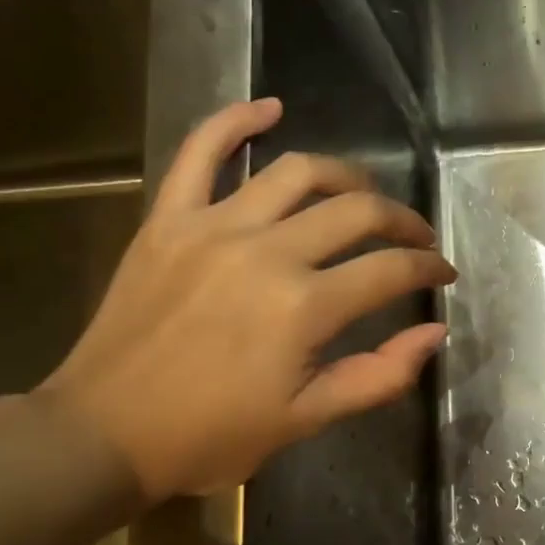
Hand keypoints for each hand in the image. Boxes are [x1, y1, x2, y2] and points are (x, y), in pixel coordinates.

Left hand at [39, 98, 456, 500]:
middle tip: (416, 237)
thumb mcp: (306, 419)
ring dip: (346, 176)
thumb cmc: (210, 435)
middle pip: (356, 212)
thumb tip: (434, 332)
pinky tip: (270, 109)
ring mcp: (213, 227)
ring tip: (364, 193)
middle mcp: (266, 252)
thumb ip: (379, 376)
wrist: (102, 434)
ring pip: (298, 172)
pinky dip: (235, 122)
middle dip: (402, 221)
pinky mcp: (168, 219)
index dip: (428, 268)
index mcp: (303, 307)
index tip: (442, 273)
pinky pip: (200, 152)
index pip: (391, 270)